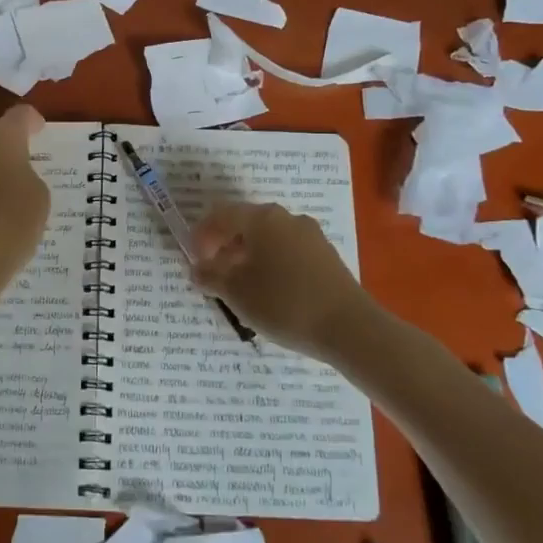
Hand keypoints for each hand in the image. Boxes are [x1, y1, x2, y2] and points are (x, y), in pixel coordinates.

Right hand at [191, 202, 367, 352]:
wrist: (348, 327)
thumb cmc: (283, 303)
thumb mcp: (236, 292)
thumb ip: (210, 276)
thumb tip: (197, 268)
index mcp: (261, 218)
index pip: (221, 215)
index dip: (201, 236)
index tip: (194, 261)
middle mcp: (286, 218)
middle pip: (246, 224)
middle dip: (225, 246)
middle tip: (214, 274)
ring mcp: (310, 235)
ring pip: (268, 238)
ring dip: (248, 256)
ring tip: (241, 286)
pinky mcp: (326, 255)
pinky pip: (288, 251)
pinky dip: (271, 263)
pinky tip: (270, 291)